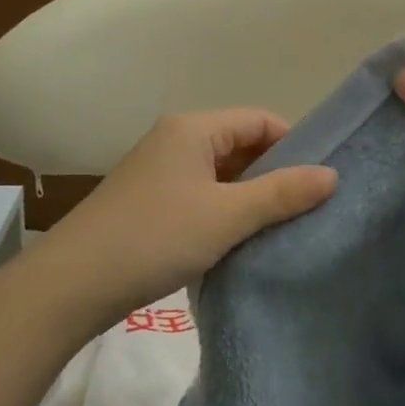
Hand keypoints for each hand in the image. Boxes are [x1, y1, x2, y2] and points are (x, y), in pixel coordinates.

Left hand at [42, 109, 336, 322]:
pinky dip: (225, 211)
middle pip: (241, 144)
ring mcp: (160, 171)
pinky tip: (241, 240)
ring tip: (281, 227)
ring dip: (250, 196)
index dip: (295, 145)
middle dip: (274, 173)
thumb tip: (332, 175)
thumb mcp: (226, 216)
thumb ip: (282, 193)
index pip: (260, 120)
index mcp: (193, 128)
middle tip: (307, 207)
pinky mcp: (150, 202)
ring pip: (221, 174)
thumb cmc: (155, 238)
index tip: (320, 181)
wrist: (71, 285)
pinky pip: (201, 195)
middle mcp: (175, 139)